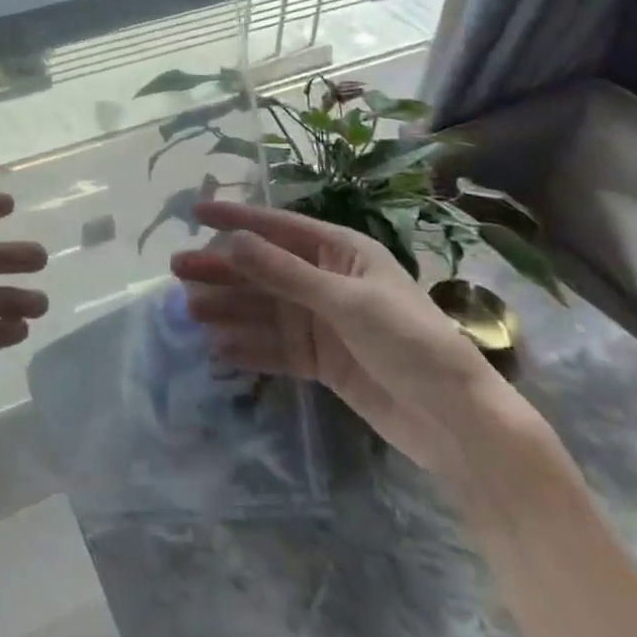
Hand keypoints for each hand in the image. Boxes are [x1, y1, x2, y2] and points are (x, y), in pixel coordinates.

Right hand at [171, 201, 518, 477]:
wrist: (458, 425)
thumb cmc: (410, 343)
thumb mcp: (346, 301)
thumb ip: (285, 272)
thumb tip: (231, 240)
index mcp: (340, 252)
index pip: (277, 227)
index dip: (235, 218)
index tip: (194, 212)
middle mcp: (326, 281)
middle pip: (263, 269)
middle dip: (222, 269)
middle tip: (177, 269)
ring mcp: (322, 322)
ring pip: (263, 308)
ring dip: (228, 308)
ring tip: (189, 310)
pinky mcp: (322, 361)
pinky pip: (275, 347)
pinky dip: (247, 346)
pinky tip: (217, 348)